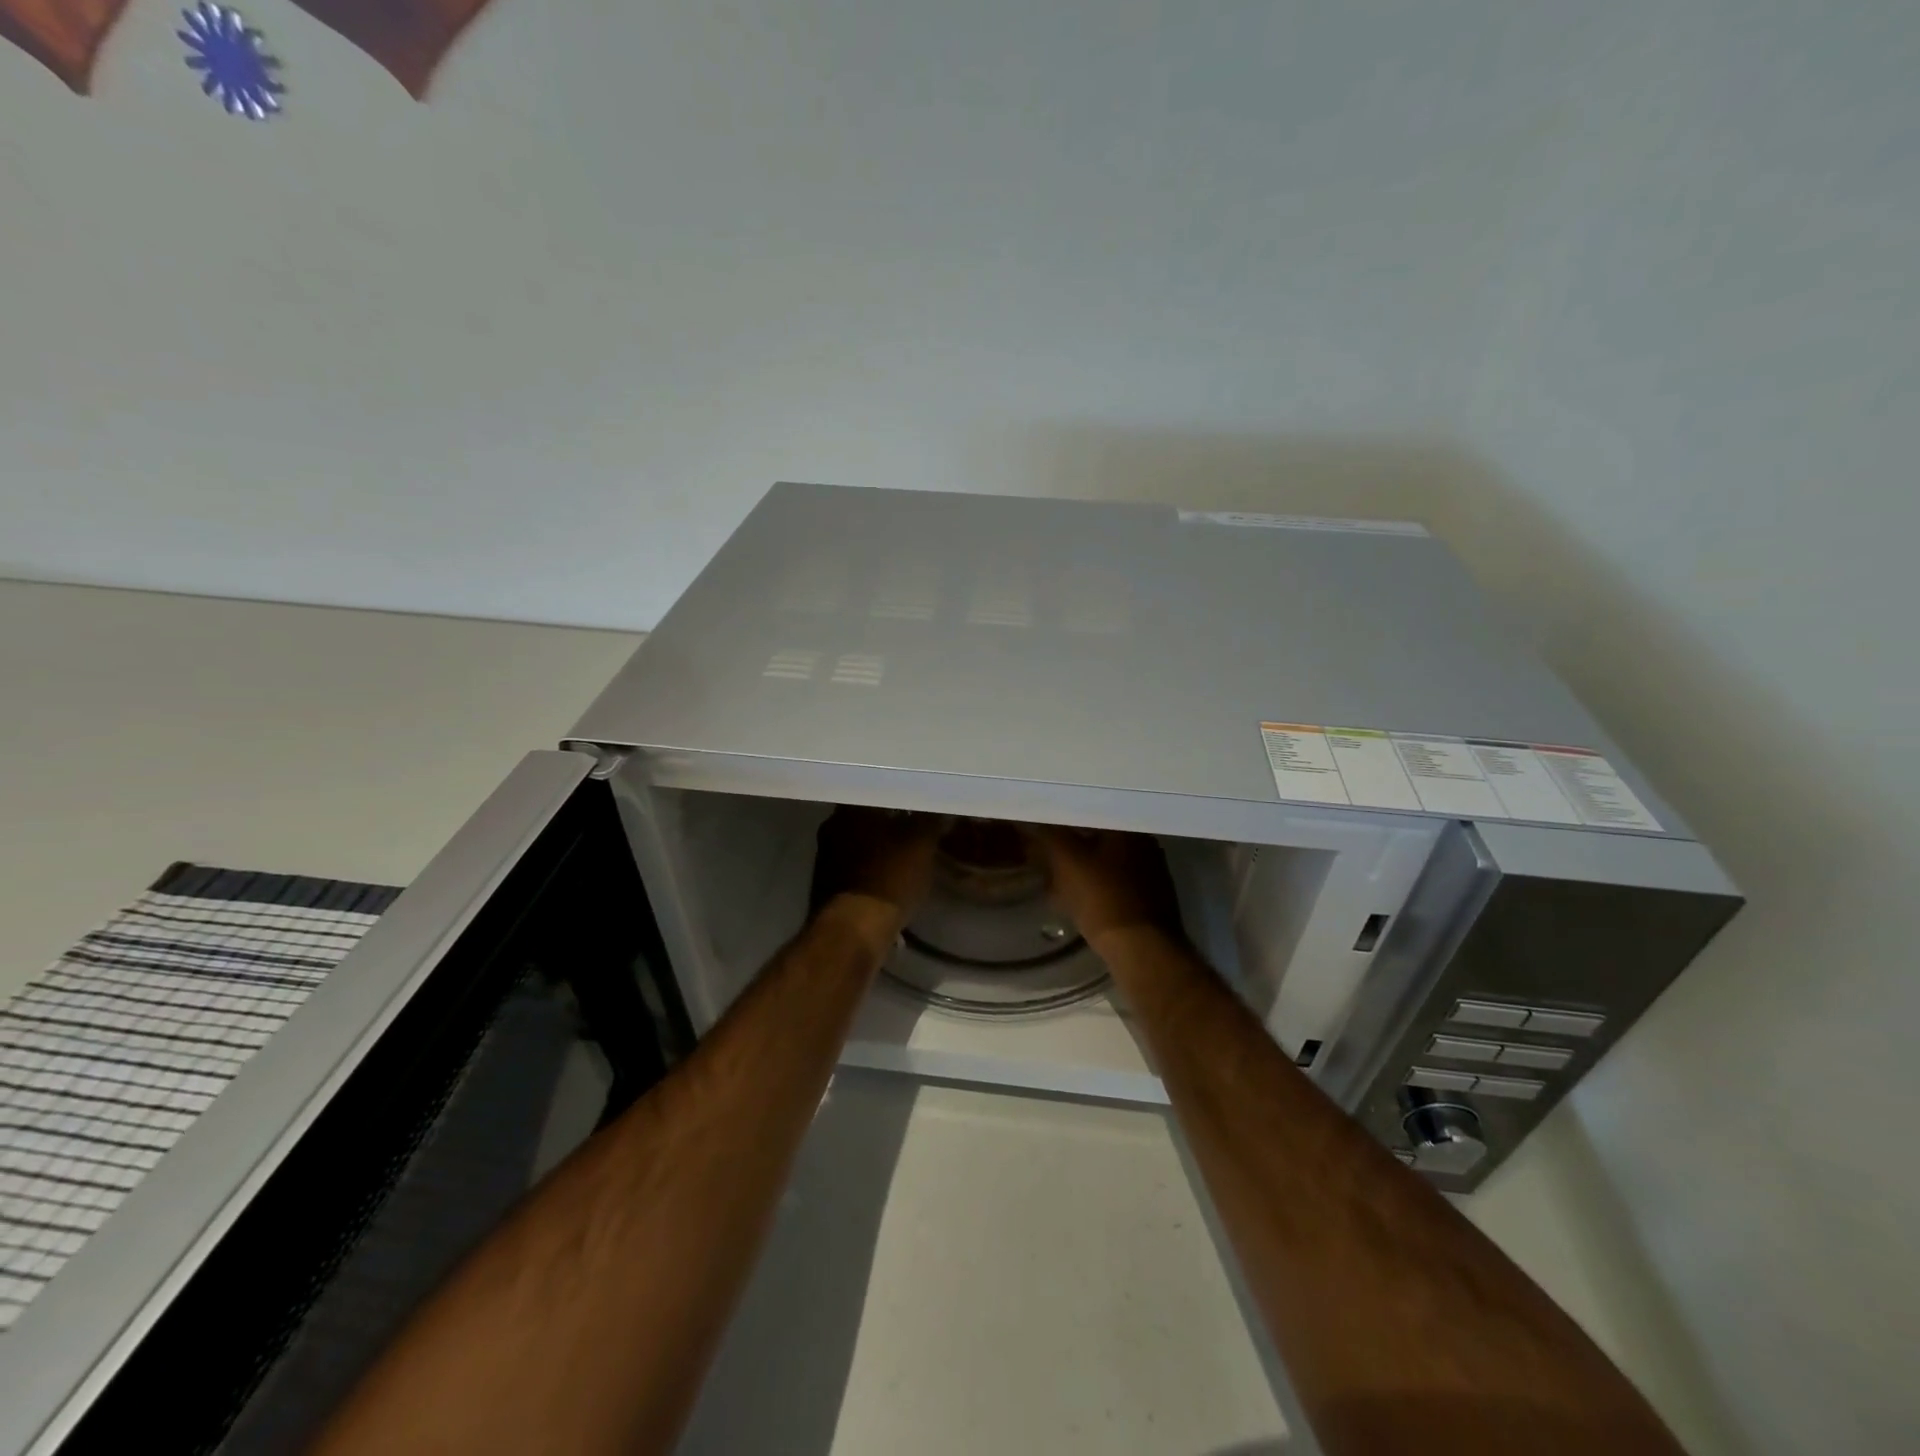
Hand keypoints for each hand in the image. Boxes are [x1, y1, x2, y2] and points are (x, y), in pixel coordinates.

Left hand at [809, 807, 944, 924]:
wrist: (854, 931)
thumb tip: (940, 808)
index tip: (917, 802)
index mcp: (849, 810)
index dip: (900, 797)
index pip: (876, 792)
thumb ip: (931, 820)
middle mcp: (831, 828)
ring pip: (859, 845)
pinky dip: (872, 872)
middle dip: (889, 824)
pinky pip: (855, 870)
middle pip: (866, 819)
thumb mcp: (922, 844)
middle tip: (915, 828)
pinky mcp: (826, 887)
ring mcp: (824, 859)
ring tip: (906, 855)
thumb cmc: (888, 877)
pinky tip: (890, 880)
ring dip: (879, 849)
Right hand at [1023, 827, 1184, 950]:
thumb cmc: (1103, 898)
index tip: (1045, 832)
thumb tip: (1035, 820)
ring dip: (1084, 870)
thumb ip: (1050, 834)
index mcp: (1128, 829)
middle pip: (1100, 839)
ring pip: (1108, 863)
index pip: (1090, 814)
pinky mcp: (1153, 900)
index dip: (1064, 822)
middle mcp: (1146, 845)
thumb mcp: (1067, 861)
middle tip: (1048, 859)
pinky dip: (1098, 889)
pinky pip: (1117, 886)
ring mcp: (1153, 873)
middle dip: (1073, 848)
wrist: (1141, 949)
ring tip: (1058, 884)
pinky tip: (1081, 903)